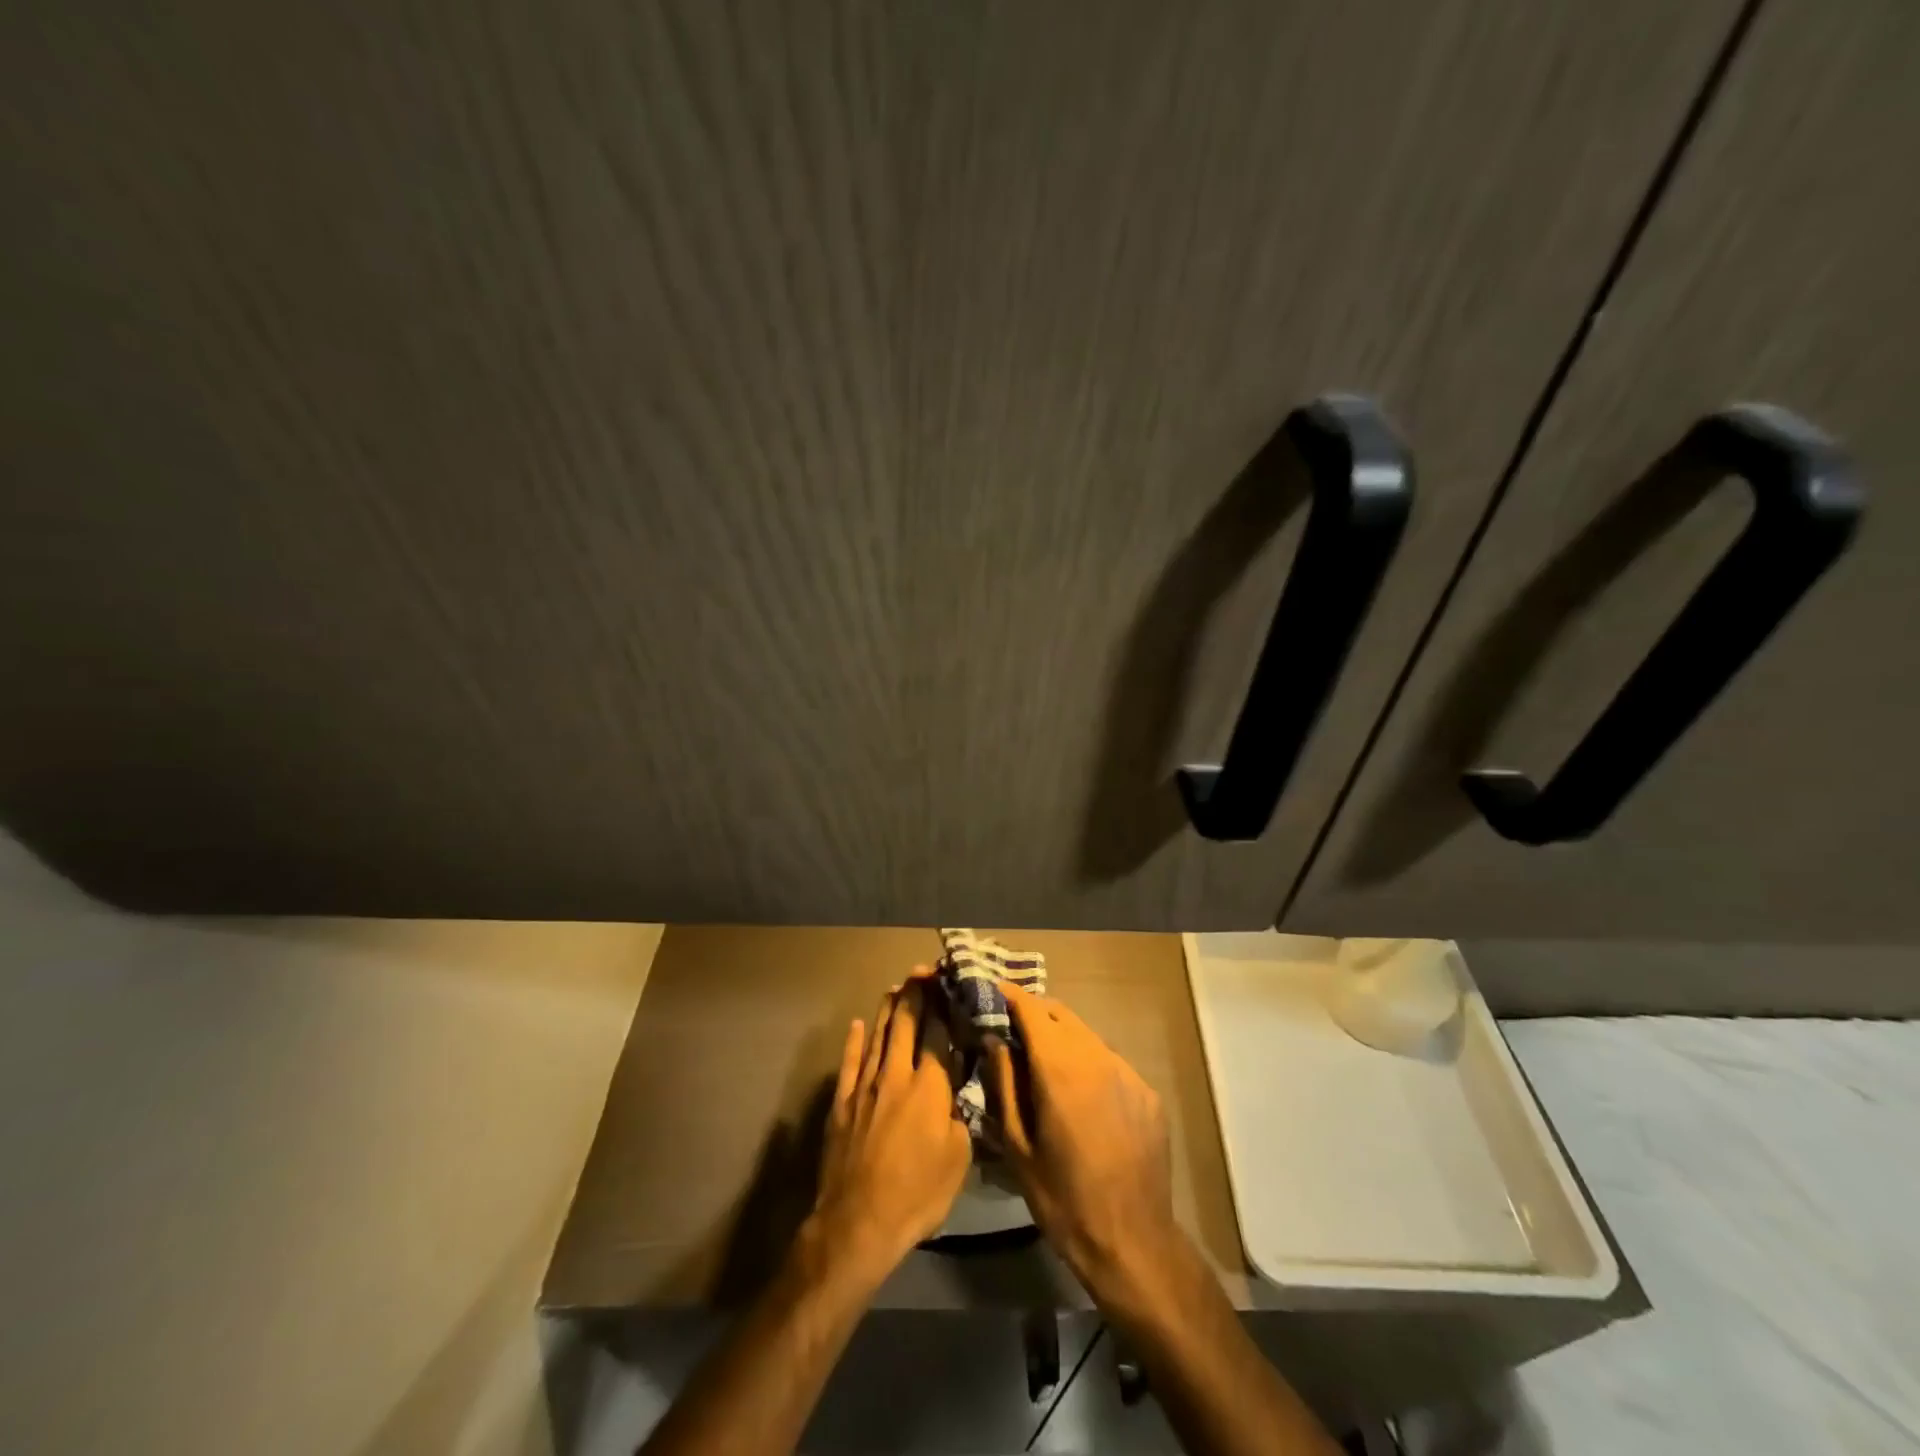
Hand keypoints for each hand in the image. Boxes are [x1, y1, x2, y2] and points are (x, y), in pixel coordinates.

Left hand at [809, 972, 971, 1281]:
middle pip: (906, 1025)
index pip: (938, 1034)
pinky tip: (856, 1025)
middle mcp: (897, 1075)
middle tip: (922, 972)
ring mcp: (865, 1086)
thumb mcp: (958, 1158)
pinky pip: (849, 1063)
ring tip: (896, 988)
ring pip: (878, 1036)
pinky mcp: (842, 1103)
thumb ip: (959, 1115)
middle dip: (916, 995)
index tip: (949, 983)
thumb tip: (956, 1091)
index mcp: (929, 1087)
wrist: (859, 1222)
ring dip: (888, 1010)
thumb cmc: (918, 1194)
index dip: (944, 1005)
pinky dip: (853, 1042)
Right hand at [985, 981, 1182, 1307]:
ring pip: (1087, 1036)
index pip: (1032, 1009)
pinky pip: (1110, 1062)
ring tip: (1042, 1062)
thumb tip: (994, 1040)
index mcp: (1060, 1069)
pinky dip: (1088, 1063)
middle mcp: (1097, 1058)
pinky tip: (1080, 1096)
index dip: (1010, 996)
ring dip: (1062, 1037)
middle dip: (1034, 1013)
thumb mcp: (1017, 1145)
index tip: (992, 992)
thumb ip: (1003, 1084)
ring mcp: (1127, 1073)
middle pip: (1061, 1014)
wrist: (1132, 1241)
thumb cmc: (1062, 1198)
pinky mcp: (1146, 1092)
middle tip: (1012, 1028)